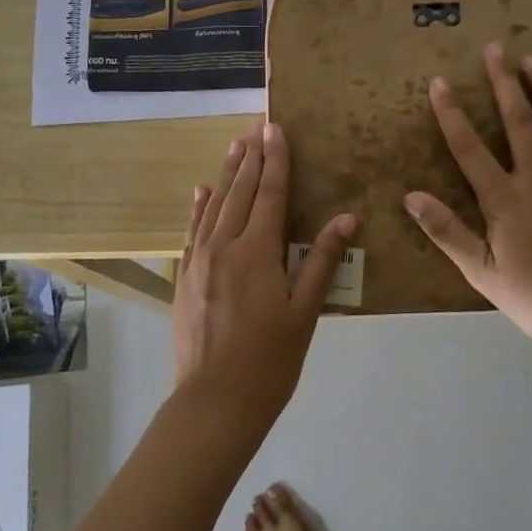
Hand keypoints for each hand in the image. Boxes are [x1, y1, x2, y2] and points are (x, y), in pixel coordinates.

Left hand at [173, 123, 356, 430]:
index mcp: (257, 253)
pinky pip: (192, 231)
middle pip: (240, 192)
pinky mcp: (185, 277)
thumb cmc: (269, 362)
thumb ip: (322, 262)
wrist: (214, 402)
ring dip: (227, 175)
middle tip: (256, 127)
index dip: (276, 160)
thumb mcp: (304, 314)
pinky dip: (199, 207)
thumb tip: (346, 218)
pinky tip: (201, 191)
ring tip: (235, 147)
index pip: (271, 194)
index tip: (276, 129)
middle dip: (251, 158)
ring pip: (213, 206)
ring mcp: (199, 261)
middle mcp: (224, 247)